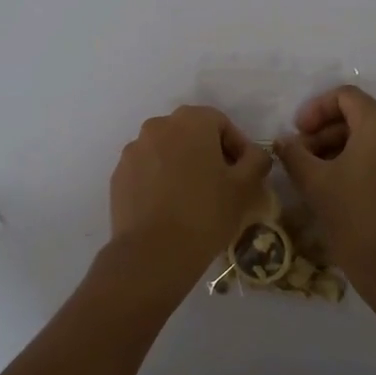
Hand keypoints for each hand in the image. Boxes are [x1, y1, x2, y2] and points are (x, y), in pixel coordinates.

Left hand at [101, 105, 273, 304]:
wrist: (153, 253)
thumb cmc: (206, 213)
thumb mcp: (245, 187)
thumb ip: (256, 160)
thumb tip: (254, 154)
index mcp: (190, 121)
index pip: (221, 123)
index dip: (237, 147)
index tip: (244, 174)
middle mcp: (158, 126)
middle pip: (192, 133)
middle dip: (209, 154)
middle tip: (222, 185)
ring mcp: (133, 150)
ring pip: (167, 151)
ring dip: (183, 166)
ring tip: (194, 198)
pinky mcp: (118, 175)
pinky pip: (147, 170)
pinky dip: (160, 181)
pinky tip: (170, 208)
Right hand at [274, 86, 375, 289]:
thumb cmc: (354, 217)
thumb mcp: (315, 182)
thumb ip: (294, 154)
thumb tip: (283, 141)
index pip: (346, 96)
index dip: (316, 108)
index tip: (296, 132)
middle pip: (358, 115)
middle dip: (323, 131)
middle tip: (299, 155)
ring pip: (369, 136)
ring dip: (337, 146)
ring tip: (312, 173)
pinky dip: (356, 160)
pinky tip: (334, 185)